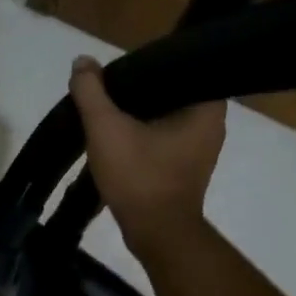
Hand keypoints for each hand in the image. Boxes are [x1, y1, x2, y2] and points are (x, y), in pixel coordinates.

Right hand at [68, 55, 224, 261]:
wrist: (156, 234)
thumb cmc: (140, 177)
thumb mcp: (106, 129)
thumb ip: (91, 92)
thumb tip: (83, 62)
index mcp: (207, 107)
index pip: (182, 65)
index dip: (151, 62)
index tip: (124, 65)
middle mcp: (212, 123)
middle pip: (171, 91)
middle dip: (141, 88)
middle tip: (111, 83)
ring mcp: (202, 148)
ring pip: (166, 115)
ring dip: (140, 112)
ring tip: (111, 104)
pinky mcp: (187, 167)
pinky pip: (164, 137)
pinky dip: (144, 133)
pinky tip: (119, 133)